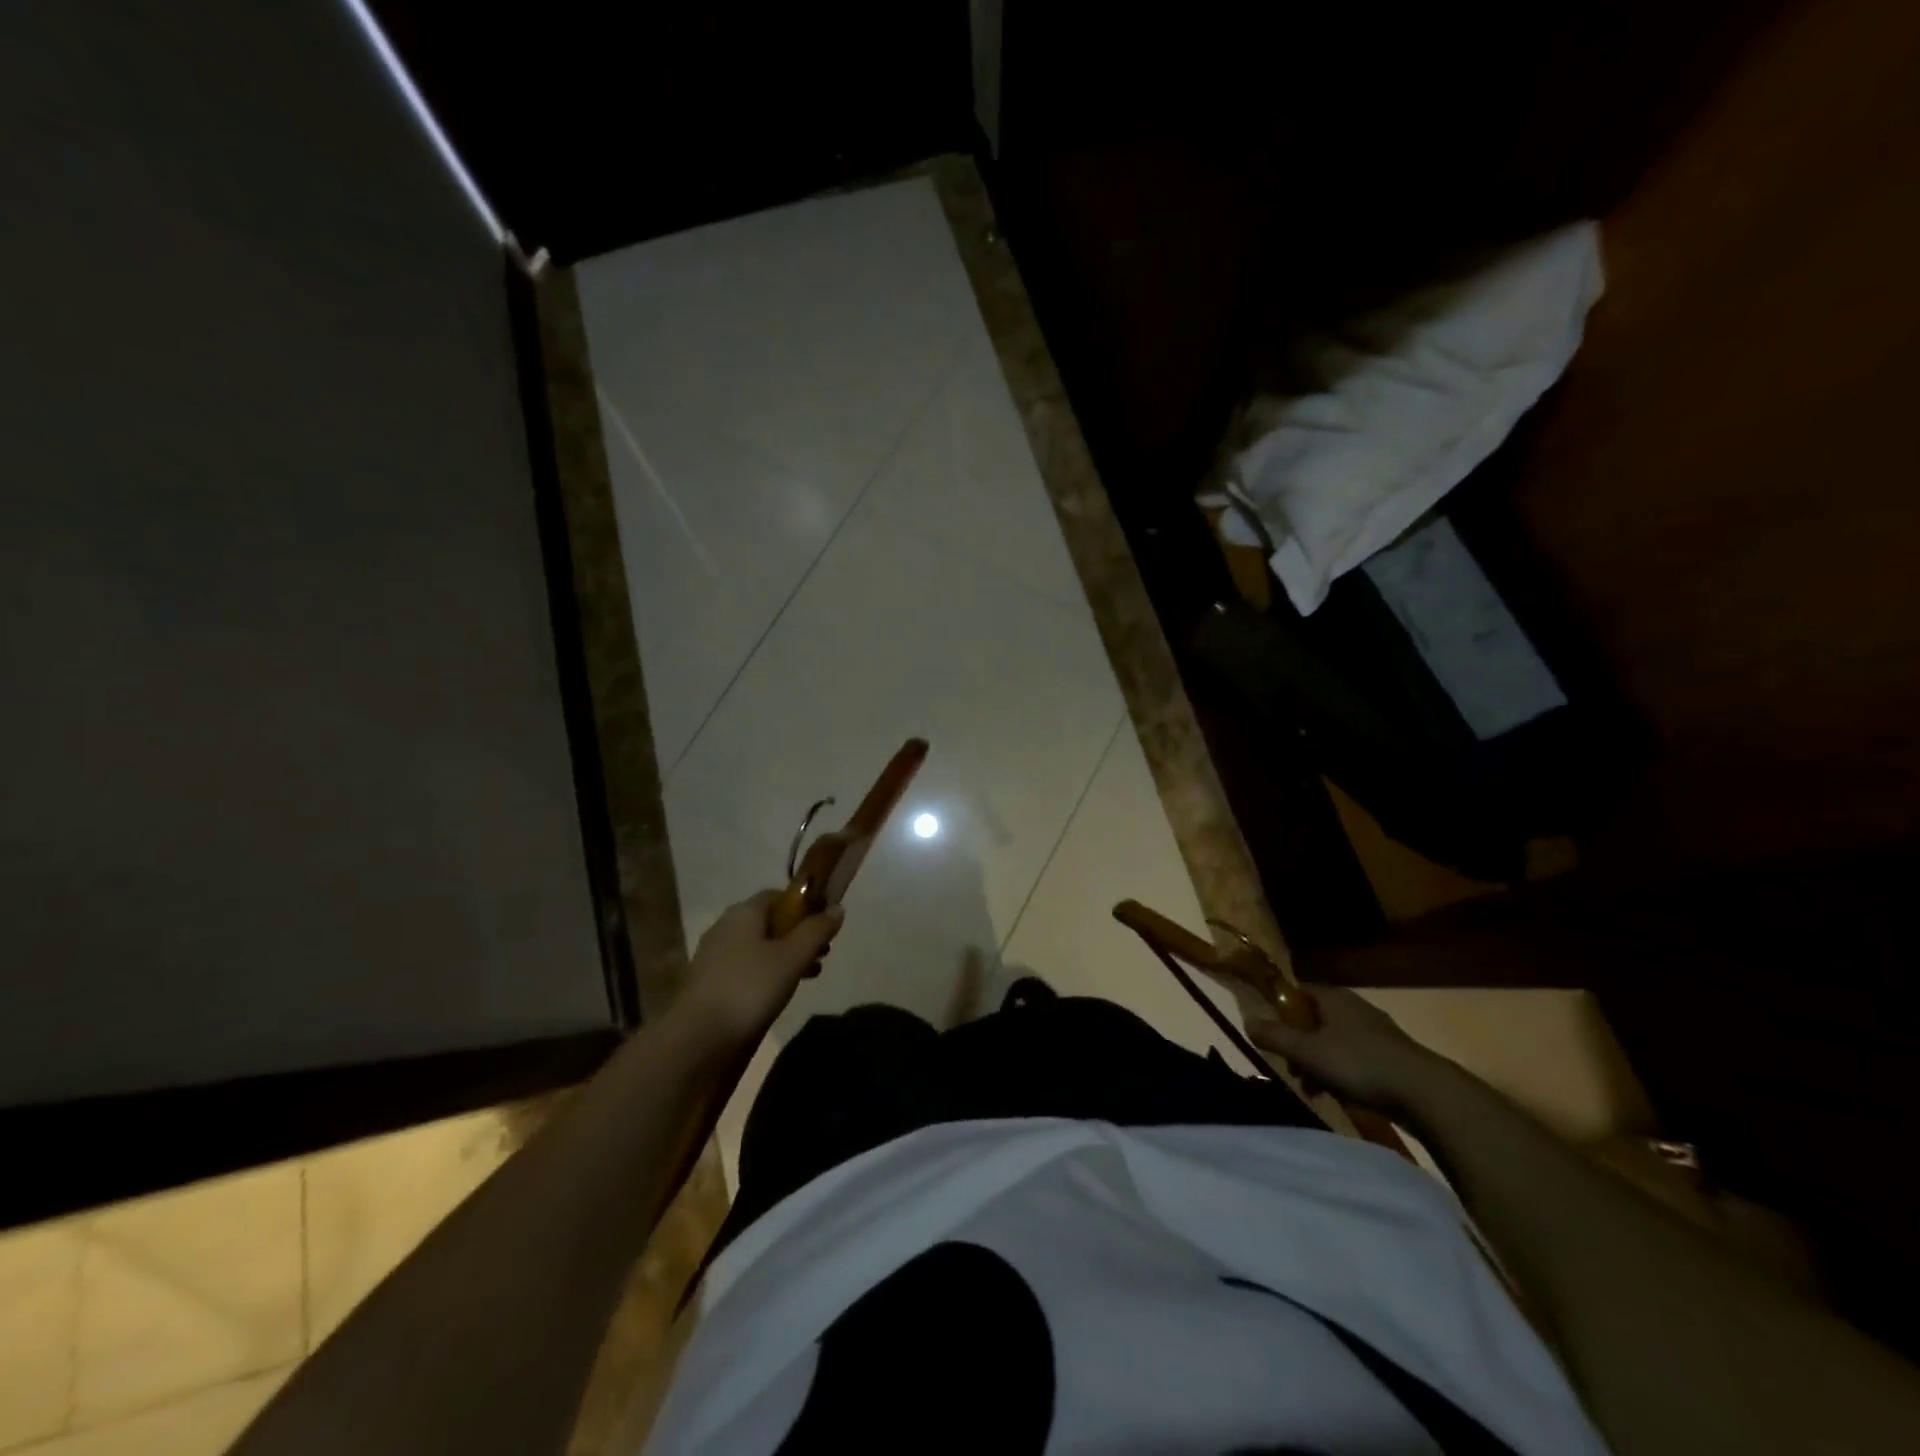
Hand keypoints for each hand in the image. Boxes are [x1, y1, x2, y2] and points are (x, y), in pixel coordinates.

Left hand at [673, 891, 843, 1048]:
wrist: (697, 1039)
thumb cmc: (749, 988)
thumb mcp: (792, 957)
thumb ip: (816, 931)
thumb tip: (838, 908)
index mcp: (743, 913)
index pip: (778, 895)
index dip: (805, 905)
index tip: (826, 923)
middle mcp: (726, 928)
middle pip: (770, 922)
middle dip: (799, 934)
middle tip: (824, 952)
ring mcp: (716, 957)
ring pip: (760, 947)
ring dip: (787, 956)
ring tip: (811, 974)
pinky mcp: (712, 984)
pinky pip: (748, 969)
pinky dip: (769, 974)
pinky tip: (782, 993)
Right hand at [1246, 984, 1448, 1112]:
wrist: (1425, 1093)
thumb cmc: (1358, 1064)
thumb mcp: (1307, 1052)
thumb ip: (1274, 1037)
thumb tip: (1247, 1021)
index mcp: (1333, 998)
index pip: (1298, 992)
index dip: (1281, 1010)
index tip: (1273, 1035)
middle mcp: (1355, 1007)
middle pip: (1315, 1020)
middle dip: (1300, 1045)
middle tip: (1293, 1070)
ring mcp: (1378, 1032)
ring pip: (1336, 1042)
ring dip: (1320, 1063)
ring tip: (1315, 1090)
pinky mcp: (1394, 1057)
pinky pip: (1357, 1059)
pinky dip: (1344, 1073)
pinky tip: (1343, 1096)